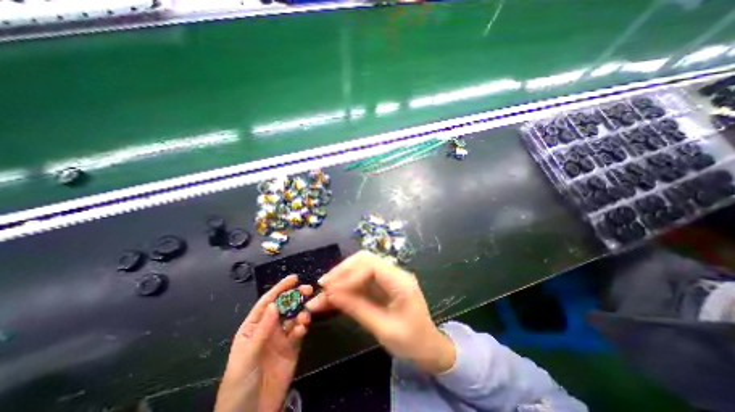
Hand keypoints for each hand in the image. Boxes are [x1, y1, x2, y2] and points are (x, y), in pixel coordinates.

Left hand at [217, 275, 312, 411]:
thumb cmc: (239, 385)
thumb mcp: (246, 357)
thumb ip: (262, 331)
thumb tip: (274, 305)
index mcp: (253, 328)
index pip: (267, 303)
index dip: (279, 289)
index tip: (294, 278)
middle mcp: (268, 329)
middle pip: (283, 307)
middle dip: (295, 297)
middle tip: (308, 290)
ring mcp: (281, 339)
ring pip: (293, 318)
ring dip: (300, 313)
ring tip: (304, 316)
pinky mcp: (292, 349)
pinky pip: (299, 333)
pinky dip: (302, 328)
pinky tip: (303, 329)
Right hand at [305, 251, 454, 373]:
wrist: (428, 347)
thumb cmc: (411, 342)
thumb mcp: (383, 329)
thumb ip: (357, 309)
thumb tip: (332, 294)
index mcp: (401, 282)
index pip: (371, 265)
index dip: (349, 274)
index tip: (331, 289)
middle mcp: (394, 273)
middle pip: (365, 260)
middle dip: (343, 270)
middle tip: (324, 285)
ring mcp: (388, 277)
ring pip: (361, 267)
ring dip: (342, 276)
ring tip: (325, 290)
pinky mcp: (382, 284)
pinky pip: (362, 279)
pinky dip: (347, 285)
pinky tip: (334, 294)